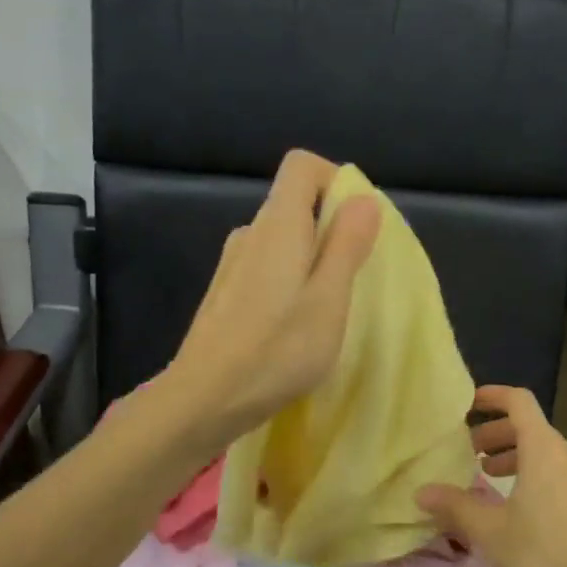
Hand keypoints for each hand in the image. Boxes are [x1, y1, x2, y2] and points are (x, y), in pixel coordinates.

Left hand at [165, 149, 379, 445]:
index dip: (336, 181)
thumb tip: (363, 198)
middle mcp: (250, 234)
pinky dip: (291, 280)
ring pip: (283, 240)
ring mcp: (232, 264)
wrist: (203, 400)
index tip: (359, 223)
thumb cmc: (276, 350)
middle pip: (295, 203)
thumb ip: (346, 244)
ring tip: (328, 308)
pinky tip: (294, 326)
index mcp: (277, 225)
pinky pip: (267, 267)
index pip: (302, 166)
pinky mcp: (225, 294)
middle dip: (332, 227)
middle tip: (354, 277)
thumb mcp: (328, 299)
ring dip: (312, 259)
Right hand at [414, 385, 566, 566]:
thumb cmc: (544, 557)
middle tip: (470, 451)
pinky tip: (517, 508)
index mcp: (545, 451)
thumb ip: (455, 506)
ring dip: (515, 456)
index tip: (467, 405)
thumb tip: (422, 492)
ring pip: (546, 453)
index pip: (519, 402)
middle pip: (531, 427)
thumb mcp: (490, 532)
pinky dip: (533, 475)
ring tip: (488, 478)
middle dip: (498, 432)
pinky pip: (558, 475)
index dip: (493, 396)